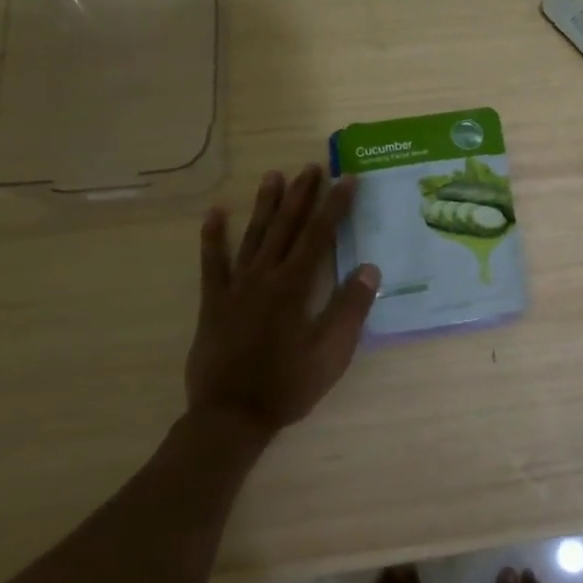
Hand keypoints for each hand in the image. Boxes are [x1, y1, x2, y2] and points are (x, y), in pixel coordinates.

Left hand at [185, 164, 380, 439]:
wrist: (230, 416)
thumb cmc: (287, 385)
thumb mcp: (331, 353)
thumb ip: (350, 308)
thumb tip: (370, 268)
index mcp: (295, 286)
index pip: (319, 235)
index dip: (335, 205)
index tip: (347, 179)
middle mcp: (265, 276)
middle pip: (286, 226)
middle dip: (301, 195)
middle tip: (311, 166)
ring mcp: (236, 287)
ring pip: (253, 236)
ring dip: (265, 205)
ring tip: (273, 176)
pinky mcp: (214, 301)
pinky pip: (213, 263)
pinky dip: (213, 237)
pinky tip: (215, 213)